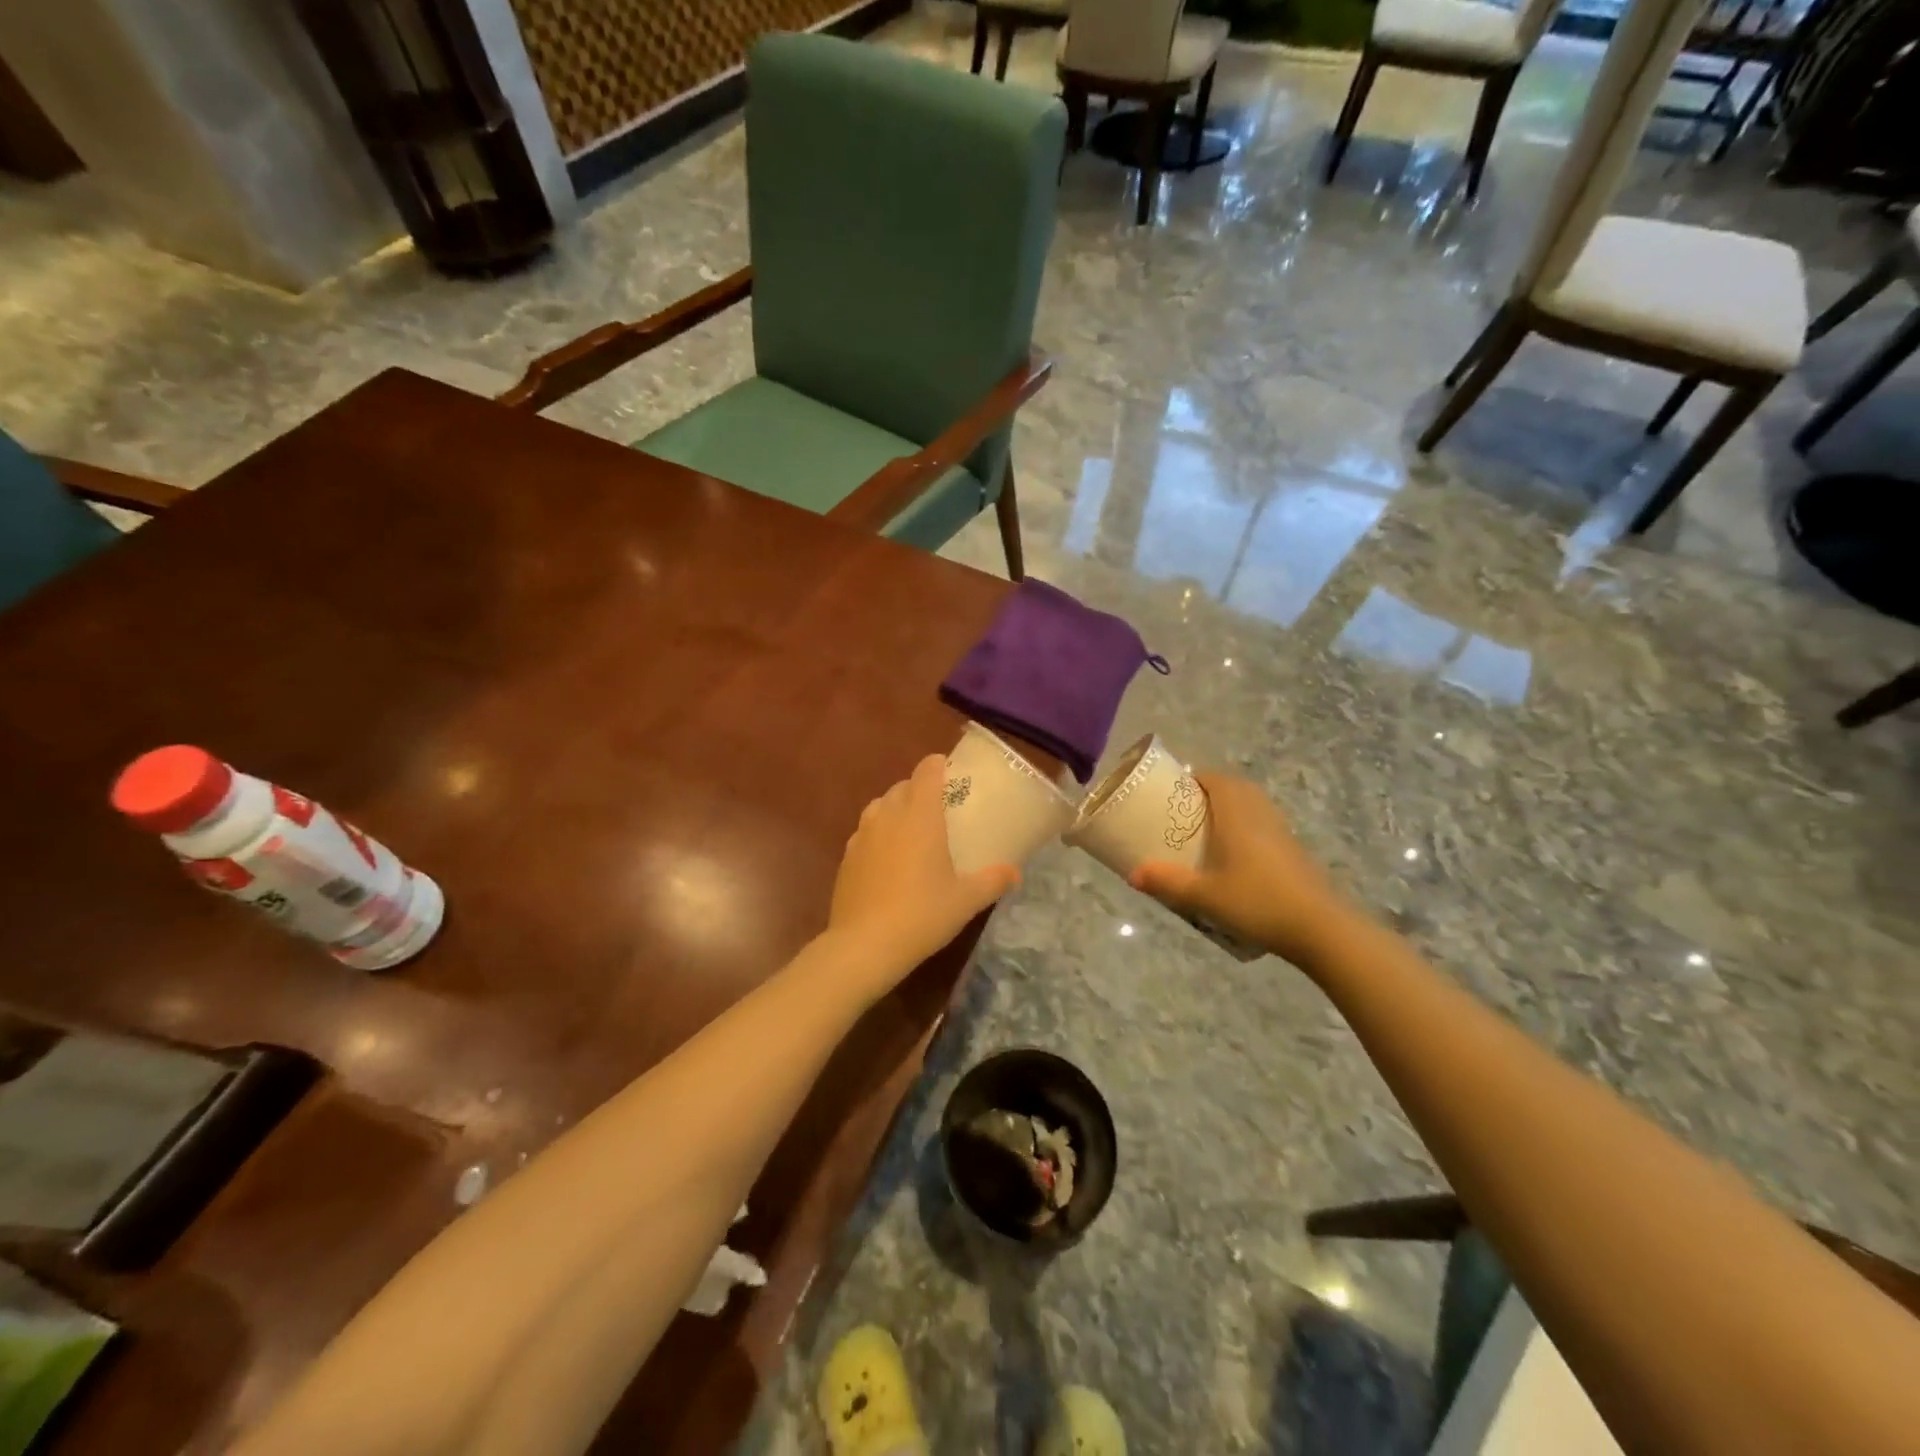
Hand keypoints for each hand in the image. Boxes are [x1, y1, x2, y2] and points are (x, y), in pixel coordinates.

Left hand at [825, 754, 1019, 992]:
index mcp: (919, 816)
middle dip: (919, 789)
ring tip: (912, 829)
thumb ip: (993, 880)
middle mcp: (888, 816)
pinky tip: (888, 858)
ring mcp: (862, 835)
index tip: (950, 771)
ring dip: (896, 808)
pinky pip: (865, 832)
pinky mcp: (846, 857)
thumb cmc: (922, 914)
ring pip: (879, 806)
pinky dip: (879, 834)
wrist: (864, 945)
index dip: (938, 765)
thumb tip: (1015, 872)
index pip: (926, 772)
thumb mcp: (966, 900)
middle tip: (939, 807)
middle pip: (902, 787)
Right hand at [1128, 771, 1352, 968]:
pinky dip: (1247, 828)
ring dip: (1231, 809)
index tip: (1174, 791)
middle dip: (1210, 792)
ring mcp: (1282, 831)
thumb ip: (1167, 882)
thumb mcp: (1204, 896)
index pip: (1215, 778)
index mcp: (1237, 813)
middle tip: (1186, 811)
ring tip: (1208, 831)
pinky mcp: (1294, 850)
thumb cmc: (1257, 902)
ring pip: (1253, 805)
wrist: (1319, 928)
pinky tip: (1235, 856)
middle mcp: (1260, 813)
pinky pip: (1265, 824)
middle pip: (1235, 787)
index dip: (1194, 778)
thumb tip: (1132, 874)